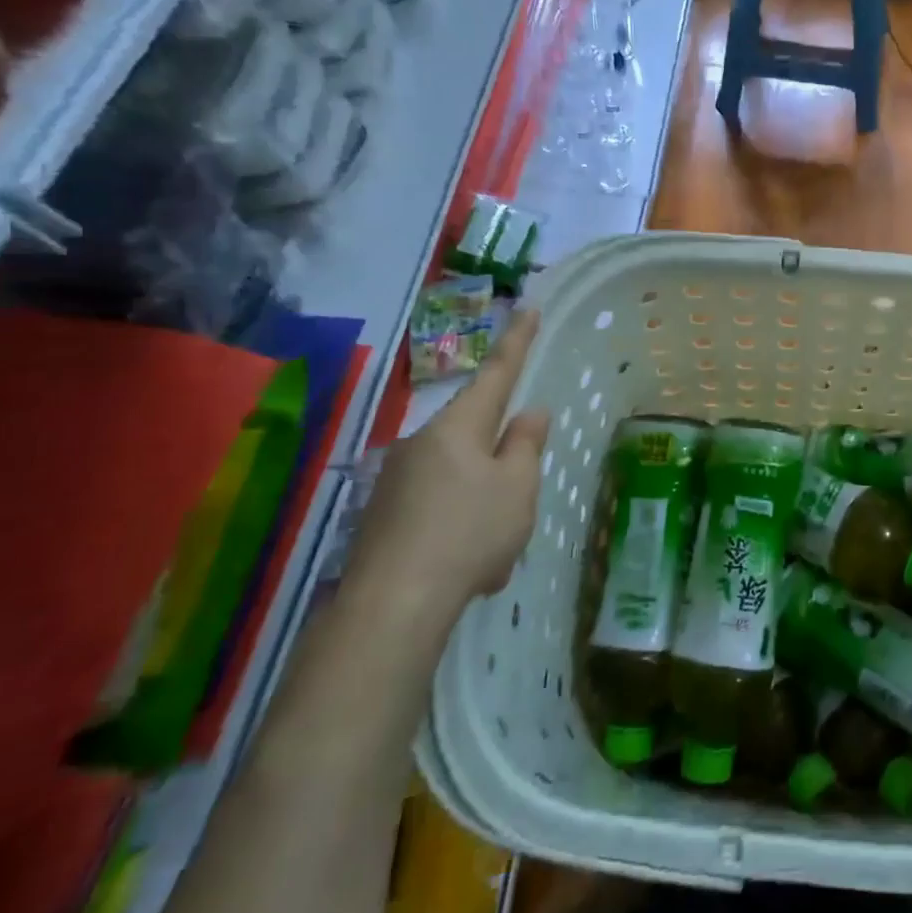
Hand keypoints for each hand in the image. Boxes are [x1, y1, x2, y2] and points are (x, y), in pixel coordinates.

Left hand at [345, 311, 548, 627]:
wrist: (393, 604)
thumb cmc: (470, 532)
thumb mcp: (517, 487)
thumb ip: (526, 445)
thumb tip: (528, 414)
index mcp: (459, 427)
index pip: (497, 374)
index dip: (517, 342)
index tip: (528, 308)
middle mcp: (422, 442)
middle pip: (477, 437)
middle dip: (502, 464)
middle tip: (518, 504)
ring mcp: (397, 479)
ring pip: (460, 480)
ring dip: (484, 505)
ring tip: (495, 553)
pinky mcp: (383, 515)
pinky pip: (438, 509)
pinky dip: (460, 528)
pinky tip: (469, 569)